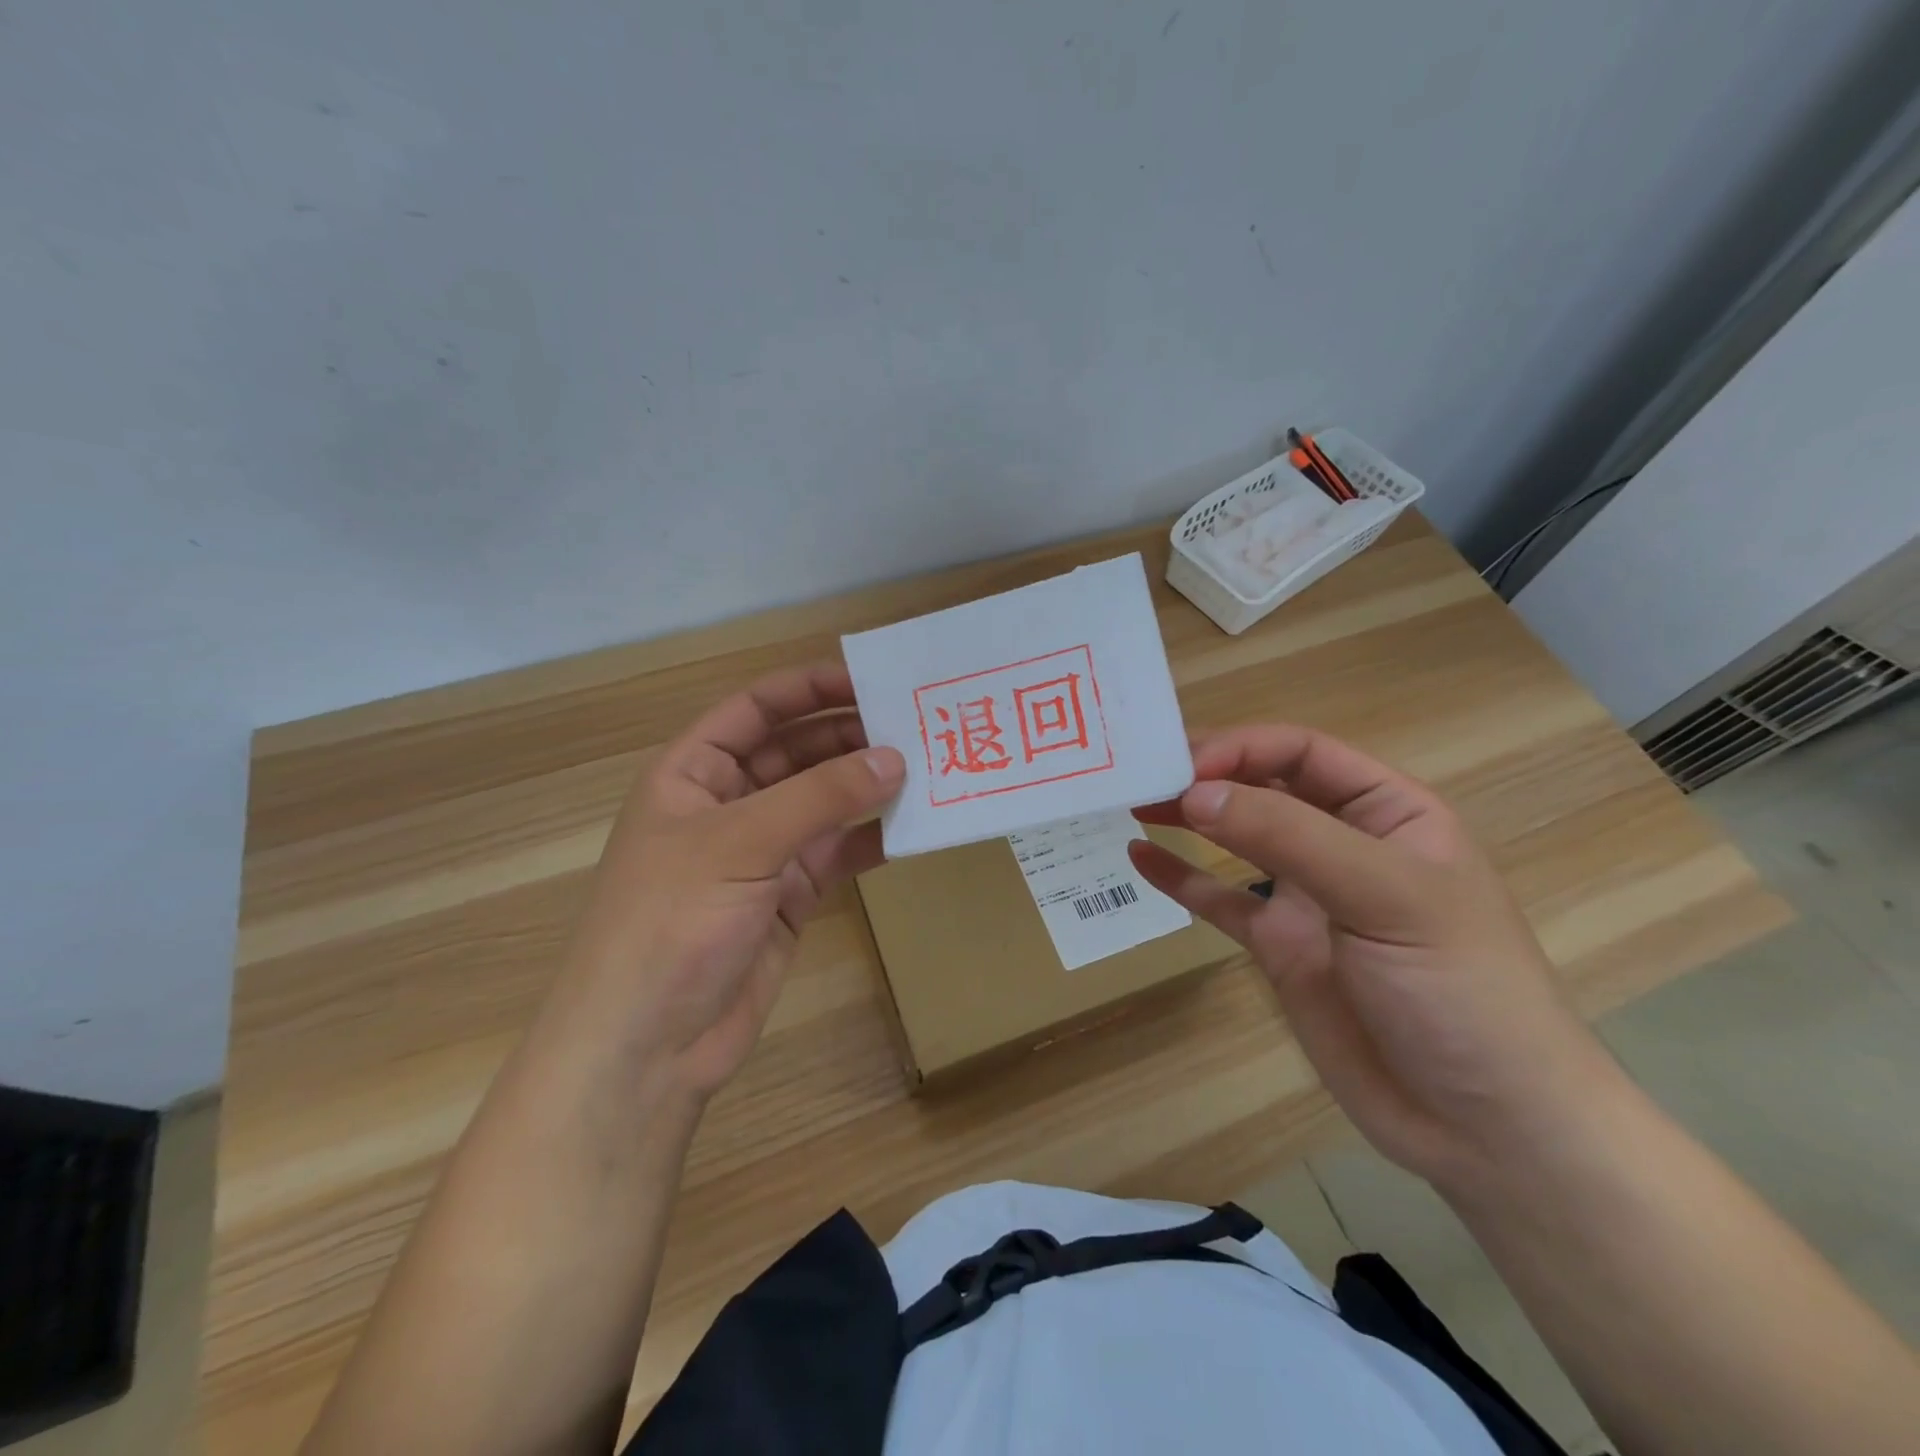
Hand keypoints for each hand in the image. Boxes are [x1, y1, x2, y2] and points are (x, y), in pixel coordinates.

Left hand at [537, 664, 904, 1100]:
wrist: (648, 1047)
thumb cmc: (671, 923)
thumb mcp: (740, 844)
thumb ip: (820, 797)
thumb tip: (894, 758)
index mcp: (693, 773)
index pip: (755, 710)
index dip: (807, 688)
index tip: (870, 680)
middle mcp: (728, 804)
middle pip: (796, 752)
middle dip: (849, 738)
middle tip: (915, 726)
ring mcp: (761, 852)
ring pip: (823, 803)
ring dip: (867, 787)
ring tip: (927, 768)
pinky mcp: (789, 897)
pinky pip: (837, 853)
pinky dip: (871, 839)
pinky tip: (912, 826)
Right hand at [1130, 724, 1622, 1190]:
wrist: (1486, 1128)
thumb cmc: (1459, 990)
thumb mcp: (1386, 895)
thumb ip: (1288, 838)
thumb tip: (1196, 792)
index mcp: (1388, 813)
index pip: (1303, 753)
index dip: (1242, 748)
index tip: (1184, 764)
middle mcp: (1343, 844)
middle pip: (1263, 787)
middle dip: (1206, 775)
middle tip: (1140, 774)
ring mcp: (1308, 898)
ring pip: (1237, 839)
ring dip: (1188, 816)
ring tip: (1134, 802)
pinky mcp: (1280, 947)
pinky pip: (1221, 900)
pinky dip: (1181, 877)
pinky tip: (1141, 859)